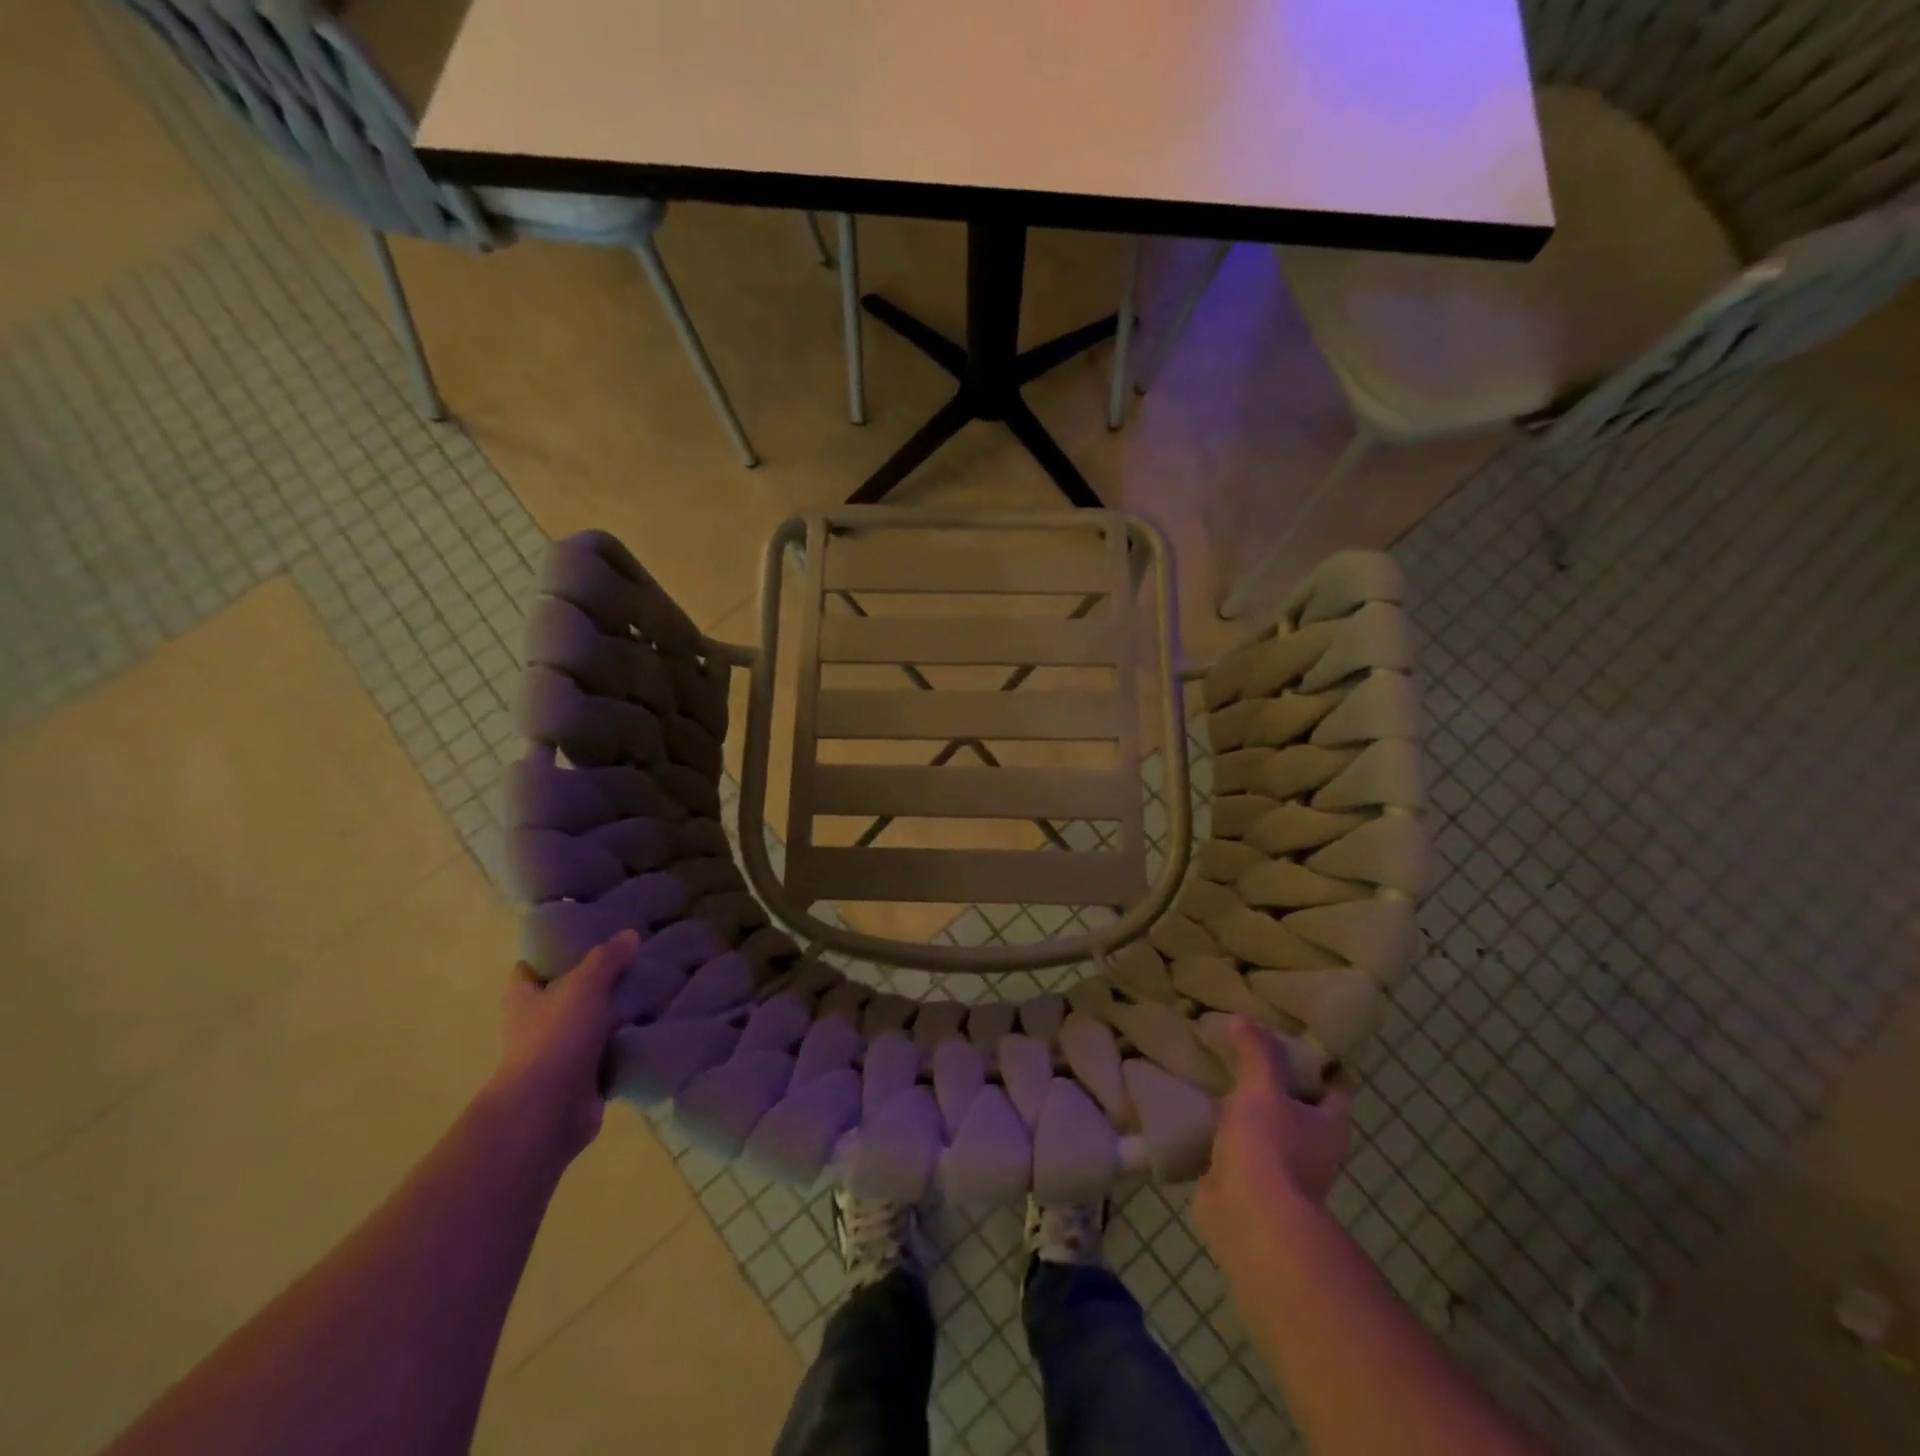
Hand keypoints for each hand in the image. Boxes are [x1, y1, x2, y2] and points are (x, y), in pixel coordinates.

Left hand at [486, 929, 635, 1165]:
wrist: (547, 1113)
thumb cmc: (555, 1039)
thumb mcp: (584, 987)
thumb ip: (606, 960)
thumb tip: (629, 935)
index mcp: (524, 1000)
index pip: (529, 970)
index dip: (549, 955)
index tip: (582, 939)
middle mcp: (536, 1026)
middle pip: (565, 996)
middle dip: (593, 982)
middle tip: (631, 960)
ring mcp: (559, 1055)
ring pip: (590, 1025)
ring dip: (614, 1014)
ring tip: (651, 989)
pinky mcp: (582, 1080)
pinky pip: (609, 1054)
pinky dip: (626, 1044)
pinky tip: (653, 1025)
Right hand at [1196, 1018, 1352, 1269]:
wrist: (1248, 1215)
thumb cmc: (1270, 1146)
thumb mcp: (1263, 1086)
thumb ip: (1257, 1051)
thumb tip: (1243, 1020)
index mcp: (1329, 1127)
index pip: (1334, 1088)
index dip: (1320, 1063)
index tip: (1295, 1038)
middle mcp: (1313, 1150)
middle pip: (1298, 1108)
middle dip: (1276, 1084)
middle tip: (1247, 1050)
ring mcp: (1280, 1171)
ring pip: (1266, 1129)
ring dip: (1246, 1110)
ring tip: (1217, 1076)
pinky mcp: (1247, 1184)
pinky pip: (1235, 1149)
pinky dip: (1220, 1134)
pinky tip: (1198, 1111)